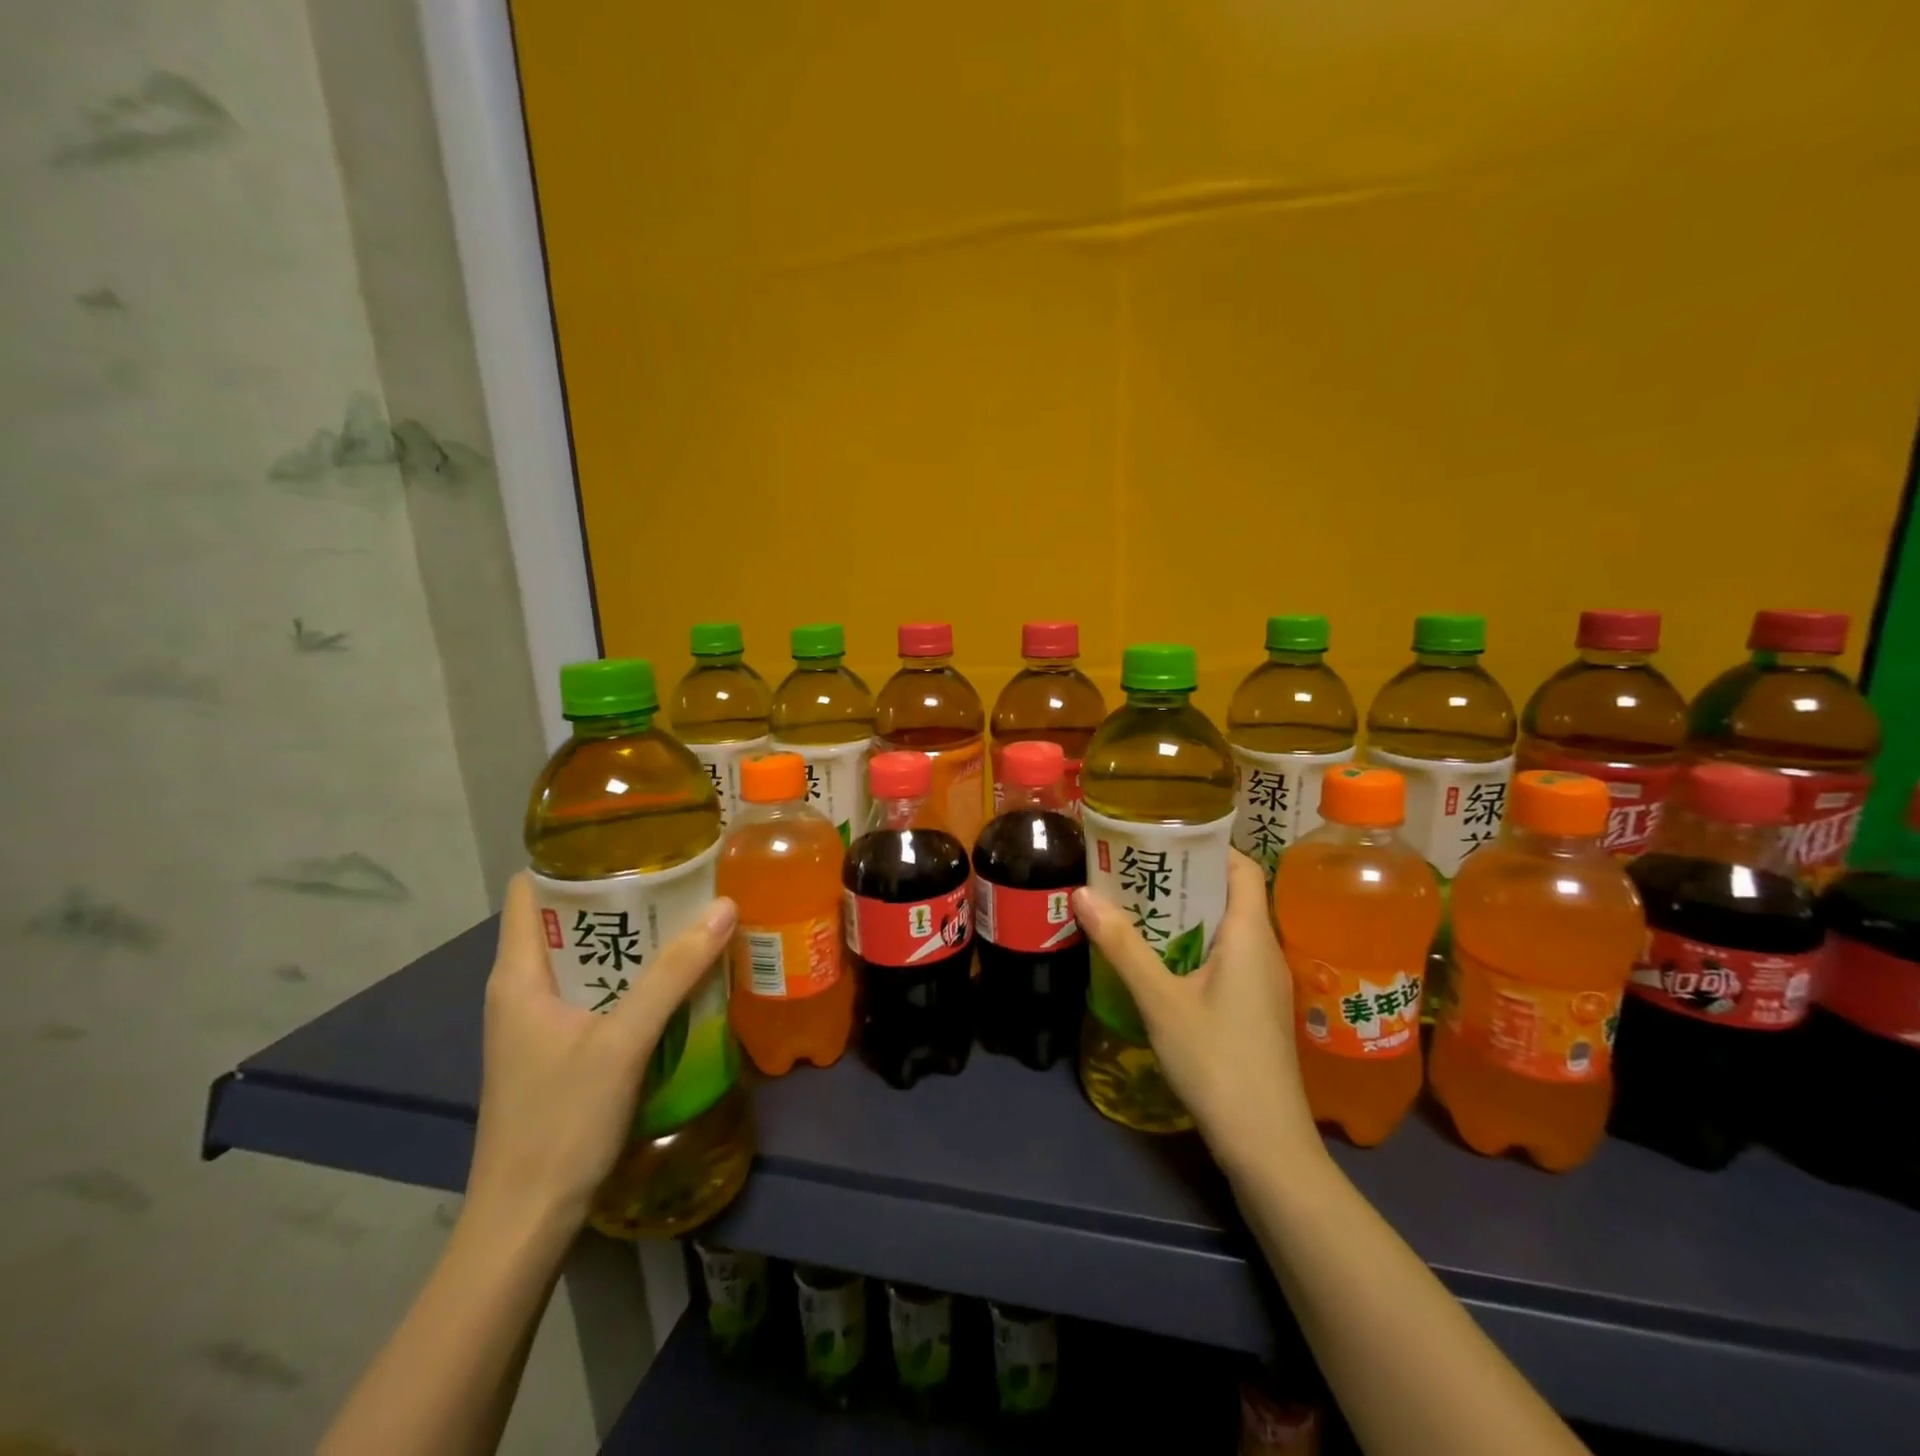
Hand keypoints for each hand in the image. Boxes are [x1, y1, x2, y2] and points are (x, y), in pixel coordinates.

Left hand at [465, 874, 737, 1237]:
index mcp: (518, 975)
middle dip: (618, 895)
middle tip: (677, 874)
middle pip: (565, 920)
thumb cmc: (560, 1122)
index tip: (629, 840)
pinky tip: (674, 976)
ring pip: (585, 958)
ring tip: (685, 914)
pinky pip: (596, 992)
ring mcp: (538, 1022)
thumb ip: (674, 974)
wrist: (525, 1222)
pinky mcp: (558, 1049)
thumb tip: (724, 906)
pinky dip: (630, 975)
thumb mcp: (623, 1041)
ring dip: (630, 938)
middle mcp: (521, 990)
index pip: (528, 890)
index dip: (571, 859)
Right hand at [1073, 850, 1320, 1177]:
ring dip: (1187, 912)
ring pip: (1226, 927)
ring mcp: (1264, 982)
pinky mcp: (1256, 1008)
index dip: (1207, 845)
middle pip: (1230, 893)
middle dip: (1185, 877)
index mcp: (1250, 934)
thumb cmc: (1217, 1062)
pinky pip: (1226, 956)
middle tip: (1134, 868)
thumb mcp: (1161, 1001)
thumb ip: (1122, 945)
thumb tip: (1082, 892)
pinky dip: (1194, 943)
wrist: (1267, 1145)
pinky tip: (1160, 957)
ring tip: (1138, 904)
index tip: (1161, 836)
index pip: (1241, 866)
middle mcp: (1264, 949)